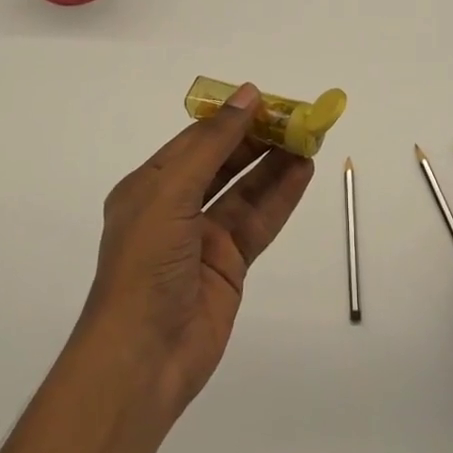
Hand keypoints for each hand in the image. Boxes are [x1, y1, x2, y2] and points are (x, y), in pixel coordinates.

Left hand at [77, 84, 313, 420]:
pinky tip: (303, 172)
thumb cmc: (145, 263)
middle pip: (223, 162)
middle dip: (258, 139)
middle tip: (296, 118)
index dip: (231, 118)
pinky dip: (281, 196)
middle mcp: (175, 206)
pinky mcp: (229, 264)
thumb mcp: (171, 191)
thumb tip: (247, 95)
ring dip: (275, 164)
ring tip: (308, 139)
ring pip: (245, 190)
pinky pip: (259, 221)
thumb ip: (212, 144)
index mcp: (149, 185)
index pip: (196, 140)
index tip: (267, 99)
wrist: (143, 357)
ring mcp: (203, 237)